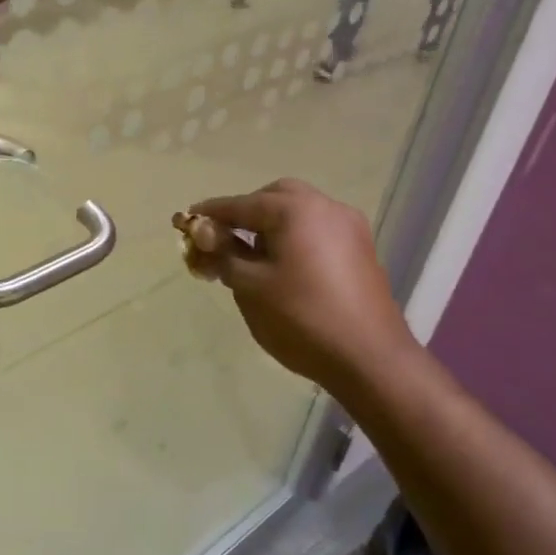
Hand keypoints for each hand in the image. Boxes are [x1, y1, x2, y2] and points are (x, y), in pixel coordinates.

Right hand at [184, 179, 418, 394]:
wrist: (369, 357)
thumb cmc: (301, 319)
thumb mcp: (250, 287)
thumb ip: (223, 254)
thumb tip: (202, 234)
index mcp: (295, 210)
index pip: (241, 204)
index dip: (211, 214)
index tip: (186, 221)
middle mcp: (326, 207)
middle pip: (276, 197)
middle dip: (246, 212)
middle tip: (224, 239)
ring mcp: (349, 227)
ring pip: (301, 212)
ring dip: (272, 225)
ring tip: (252, 256)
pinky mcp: (361, 250)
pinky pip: (319, 230)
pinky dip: (295, 237)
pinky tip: (284, 267)